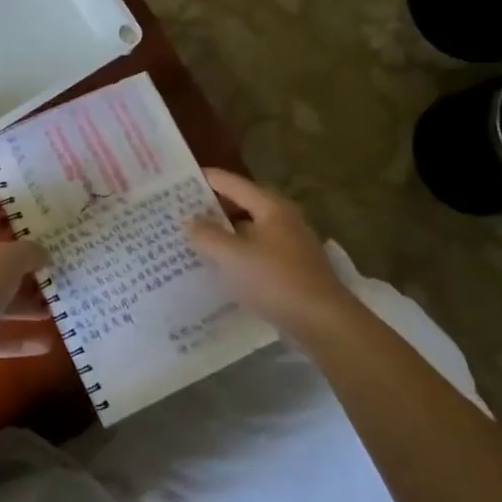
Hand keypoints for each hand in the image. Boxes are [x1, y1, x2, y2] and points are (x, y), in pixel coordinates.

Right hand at [185, 168, 360, 343]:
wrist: (322, 322)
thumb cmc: (275, 280)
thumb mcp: (232, 255)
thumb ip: (206, 234)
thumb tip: (189, 220)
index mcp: (271, 207)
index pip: (232, 183)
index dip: (206, 179)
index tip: (179, 179)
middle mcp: (283, 220)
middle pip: (241, 205)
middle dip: (211, 208)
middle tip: (179, 211)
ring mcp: (290, 246)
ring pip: (248, 231)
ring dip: (223, 234)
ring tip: (192, 240)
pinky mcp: (291, 270)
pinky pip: (255, 253)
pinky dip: (236, 255)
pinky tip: (218, 268)